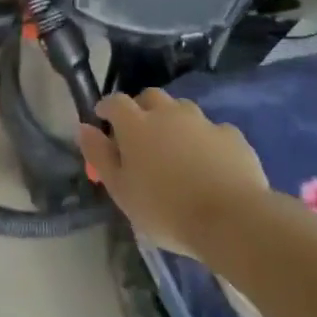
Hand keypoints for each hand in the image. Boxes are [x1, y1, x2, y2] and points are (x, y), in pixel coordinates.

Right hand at [77, 88, 269, 255]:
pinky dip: (205, 141)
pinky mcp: (232, 136)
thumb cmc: (165, 209)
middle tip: (140, 135)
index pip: (115, 101)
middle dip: (142, 109)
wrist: (231, 219)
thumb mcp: (120, 190)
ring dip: (174, 122)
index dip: (107, 108)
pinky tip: (209, 164)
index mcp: (136, 125)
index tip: (103, 120)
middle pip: (151, 97)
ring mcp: (203, 122)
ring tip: (176, 150)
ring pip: (183, 110)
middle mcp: (169, 113)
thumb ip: (99, 156)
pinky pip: (212, 131)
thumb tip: (84, 128)